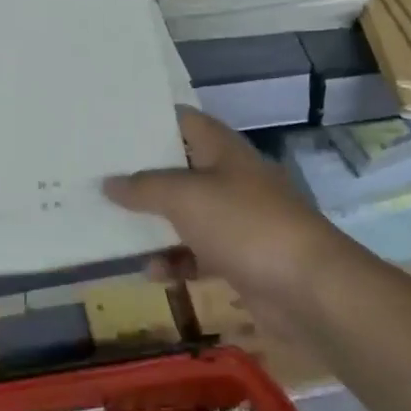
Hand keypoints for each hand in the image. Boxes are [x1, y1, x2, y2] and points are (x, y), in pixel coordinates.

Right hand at [105, 107, 352, 327]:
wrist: (309, 289)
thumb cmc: (244, 225)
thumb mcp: (185, 197)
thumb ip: (143, 188)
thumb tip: (108, 182)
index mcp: (223, 150)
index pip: (184, 121)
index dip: (150, 121)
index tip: (113, 126)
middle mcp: (231, 178)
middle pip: (181, 169)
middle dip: (144, 177)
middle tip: (101, 177)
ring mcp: (238, 220)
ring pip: (187, 215)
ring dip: (155, 224)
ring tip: (116, 230)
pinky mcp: (241, 259)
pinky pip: (199, 254)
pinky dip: (177, 262)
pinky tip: (152, 273)